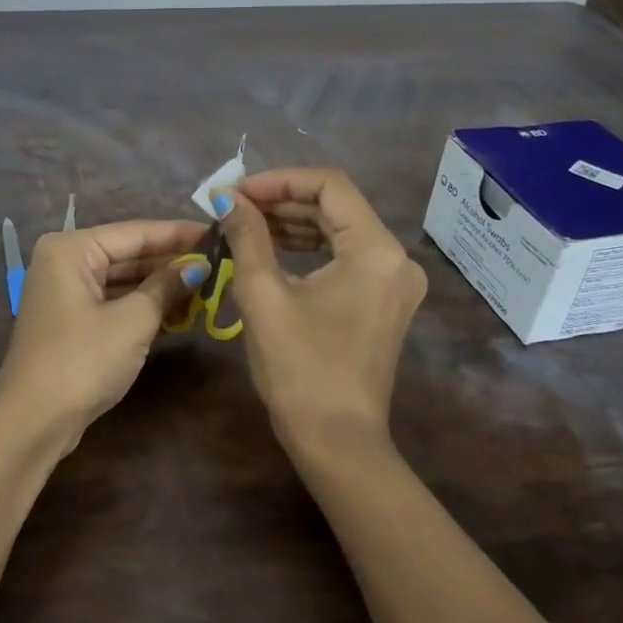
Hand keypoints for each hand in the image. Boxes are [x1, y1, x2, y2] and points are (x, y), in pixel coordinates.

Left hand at [0, 218, 210, 447]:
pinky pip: (114, 302)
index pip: (135, 232)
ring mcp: (66, 293)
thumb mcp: (133, 321)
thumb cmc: (82, 360)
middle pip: (128, 254)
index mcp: (71, 249)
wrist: (33, 422)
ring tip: (208, 285)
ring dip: (161, 286)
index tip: (216, 231)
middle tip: (218, 261)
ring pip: (123, 280)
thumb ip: (166, 287)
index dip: (178, 234)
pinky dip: (144, 306)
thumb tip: (199, 266)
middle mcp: (64, 262)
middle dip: (171, 262)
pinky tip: (181, 310)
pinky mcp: (72, 321)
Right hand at [214, 169, 427, 454]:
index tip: (237, 192)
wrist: (336, 442)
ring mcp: (393, 282)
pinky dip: (308, 248)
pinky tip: (271, 249)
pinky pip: (344, 257)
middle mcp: (395, 258)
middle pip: (336, 206)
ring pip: (339, 231)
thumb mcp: (264, 296)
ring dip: (292, 223)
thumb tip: (228, 197)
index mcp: (376, 250)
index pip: (329, 186)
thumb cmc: (300, 368)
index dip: (279, 180)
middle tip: (234, 207)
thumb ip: (248, 237)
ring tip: (244, 224)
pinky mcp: (383, 301)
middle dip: (282, 201)